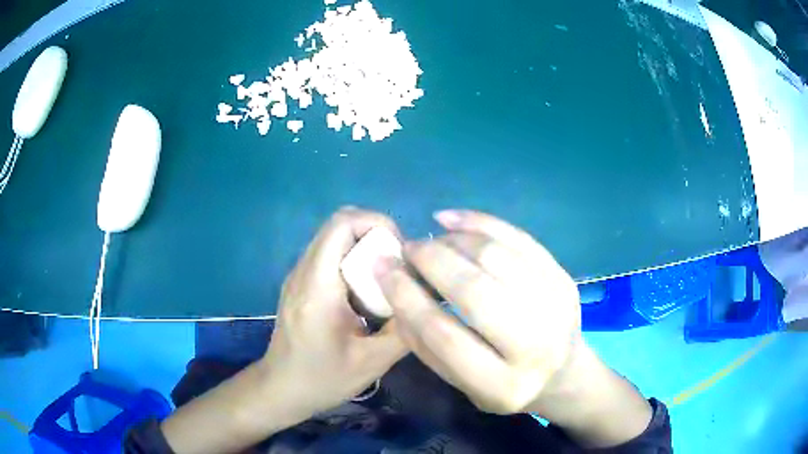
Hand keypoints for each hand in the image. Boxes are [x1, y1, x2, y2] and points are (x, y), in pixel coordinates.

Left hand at [161, 208, 408, 453]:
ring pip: (335, 238)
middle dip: (376, 235)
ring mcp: (298, 275)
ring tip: (387, 280)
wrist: (282, 389)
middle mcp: (303, 271)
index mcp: (318, 287)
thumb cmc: (323, 379)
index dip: (377, 223)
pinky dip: (354, 261)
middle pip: (339, 225)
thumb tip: (427, 298)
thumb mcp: (372, 362)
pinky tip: (366, 293)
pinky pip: (329, 255)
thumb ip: (404, 329)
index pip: (342, 224)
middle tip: (399, 266)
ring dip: (365, 248)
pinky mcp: (300, 283)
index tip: (401, 252)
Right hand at [375, 210, 651, 446]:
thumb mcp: (460, 383)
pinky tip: (452, 220)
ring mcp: (556, 306)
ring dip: (454, 240)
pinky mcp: (563, 278)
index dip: (407, 296)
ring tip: (433, 239)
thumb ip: (424, 343)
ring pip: (496, 256)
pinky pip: (518, 238)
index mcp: (502, 386)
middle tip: (408, 248)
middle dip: (431, 260)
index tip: (383, 268)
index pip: (444, 335)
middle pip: (474, 290)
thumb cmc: (503, 385)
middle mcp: (535, 346)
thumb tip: (395, 284)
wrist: (562, 374)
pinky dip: (480, 222)